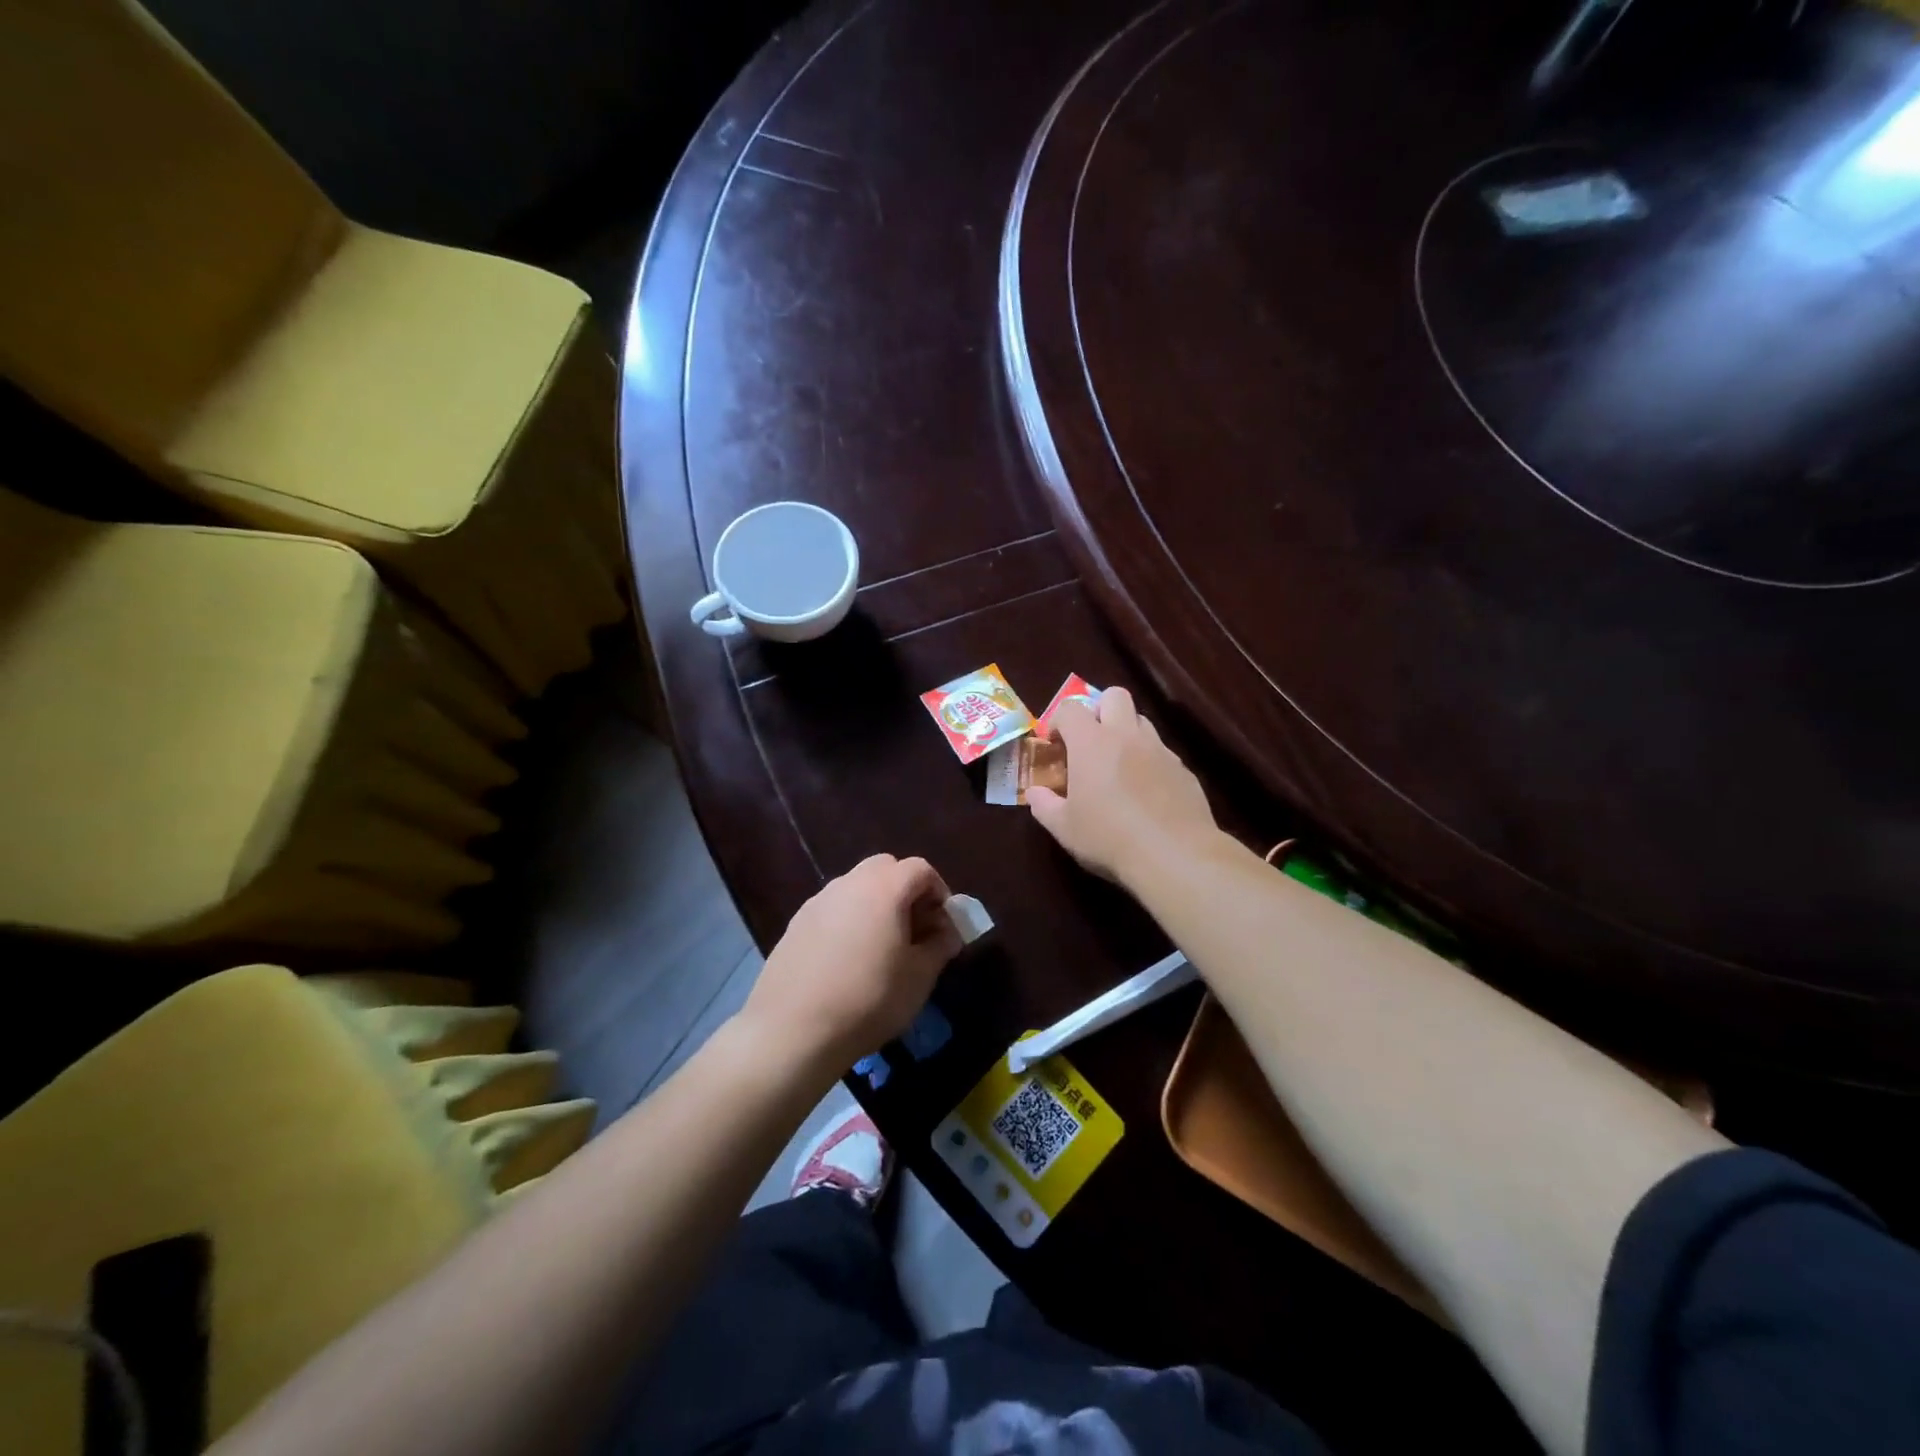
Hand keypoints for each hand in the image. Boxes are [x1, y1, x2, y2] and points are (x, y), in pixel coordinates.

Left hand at [740, 854, 964, 1073]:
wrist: (793, 1030)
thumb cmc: (869, 999)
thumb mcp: (920, 977)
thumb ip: (940, 946)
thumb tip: (947, 933)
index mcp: (885, 887)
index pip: (921, 869)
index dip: (939, 892)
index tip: (943, 925)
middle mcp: (849, 882)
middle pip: (886, 869)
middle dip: (906, 891)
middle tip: (914, 930)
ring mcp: (818, 901)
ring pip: (856, 887)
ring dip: (876, 905)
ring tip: (881, 948)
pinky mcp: (796, 923)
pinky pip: (833, 909)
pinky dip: (849, 920)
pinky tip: (848, 960)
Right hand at [1027, 687, 1220, 885]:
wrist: (1174, 855)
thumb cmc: (1109, 838)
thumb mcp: (1064, 828)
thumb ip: (1044, 805)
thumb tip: (1034, 793)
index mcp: (1091, 743)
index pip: (1070, 708)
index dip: (1058, 720)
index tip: (1054, 744)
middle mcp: (1127, 736)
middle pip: (1114, 696)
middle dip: (1099, 710)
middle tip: (1090, 741)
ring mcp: (1160, 750)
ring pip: (1142, 721)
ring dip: (1126, 733)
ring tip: (1118, 766)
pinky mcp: (1184, 770)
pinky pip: (1162, 752)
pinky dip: (1149, 761)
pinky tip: (1146, 793)